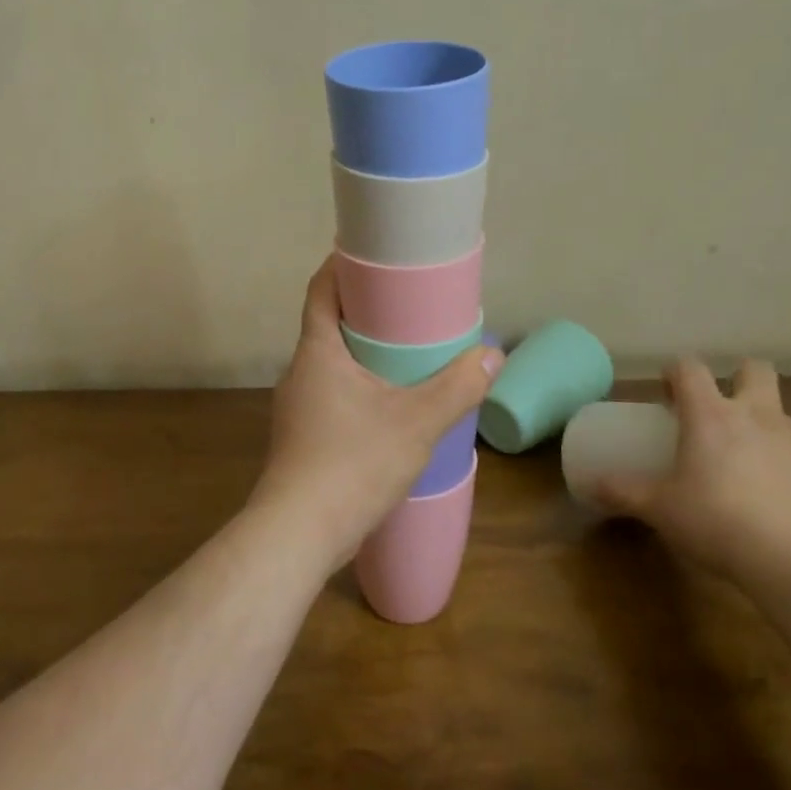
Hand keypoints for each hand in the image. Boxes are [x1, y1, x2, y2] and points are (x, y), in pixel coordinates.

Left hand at [252, 257, 502, 572]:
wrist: (298, 534)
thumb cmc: (352, 463)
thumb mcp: (416, 423)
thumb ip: (457, 388)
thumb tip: (493, 356)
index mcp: (317, 351)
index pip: (321, 290)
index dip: (342, 266)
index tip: (373, 256)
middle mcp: (300, 371)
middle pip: (328, 324)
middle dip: (364, 311)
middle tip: (407, 305)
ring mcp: (297, 406)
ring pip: (331, 362)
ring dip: (362, 352)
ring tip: (405, 354)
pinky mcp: (302, 436)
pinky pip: (332, 393)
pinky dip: (358, 385)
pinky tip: (387, 405)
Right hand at [590, 358, 790, 585]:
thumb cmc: (716, 521)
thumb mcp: (659, 508)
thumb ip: (624, 492)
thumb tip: (589, 486)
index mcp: (712, 415)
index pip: (690, 368)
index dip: (676, 373)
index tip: (667, 395)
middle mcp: (758, 417)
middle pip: (756, 371)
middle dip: (739, 379)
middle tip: (720, 411)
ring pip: (782, 416)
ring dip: (763, 428)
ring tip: (746, 465)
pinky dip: (789, 472)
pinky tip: (778, 505)